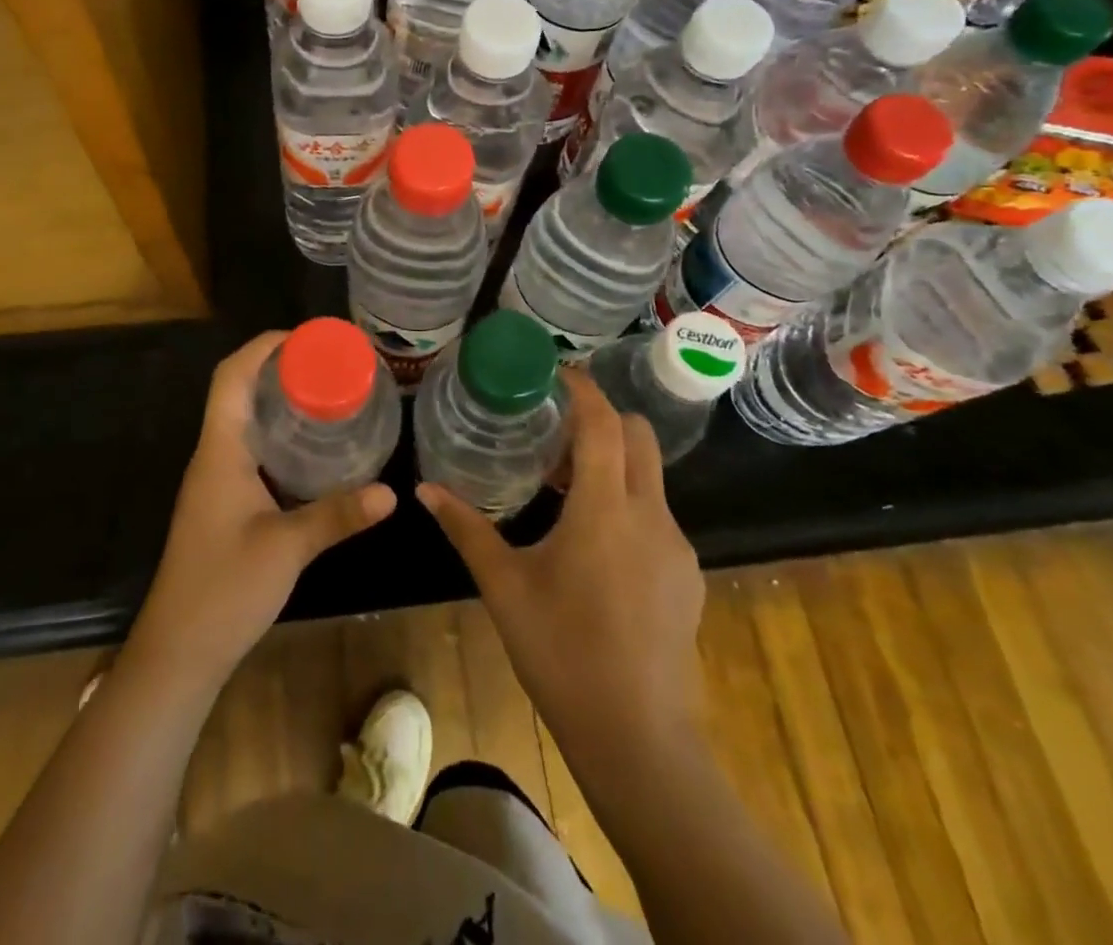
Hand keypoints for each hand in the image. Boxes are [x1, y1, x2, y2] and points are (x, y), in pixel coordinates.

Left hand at [126, 331, 396, 694]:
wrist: (179, 652)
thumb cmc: (223, 590)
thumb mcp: (287, 549)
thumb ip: (337, 516)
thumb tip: (391, 492)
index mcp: (219, 451)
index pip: (231, 377)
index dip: (263, 347)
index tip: (306, 338)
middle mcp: (214, 456)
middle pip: (238, 391)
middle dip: (279, 369)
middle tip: (329, 365)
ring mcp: (216, 481)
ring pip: (245, 422)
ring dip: (279, 402)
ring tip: (328, 395)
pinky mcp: (224, 504)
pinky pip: (252, 451)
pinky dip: (281, 437)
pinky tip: (314, 451)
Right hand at [418, 369, 705, 750]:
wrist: (639, 739)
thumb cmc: (562, 652)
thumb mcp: (504, 586)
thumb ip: (466, 529)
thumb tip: (424, 490)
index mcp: (605, 508)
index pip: (602, 423)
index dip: (581, 389)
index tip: (553, 373)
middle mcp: (649, 515)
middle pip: (638, 436)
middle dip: (601, 419)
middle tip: (554, 434)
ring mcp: (676, 547)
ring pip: (650, 476)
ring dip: (612, 463)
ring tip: (565, 490)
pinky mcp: (687, 576)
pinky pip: (656, 515)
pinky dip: (625, 503)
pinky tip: (594, 546)